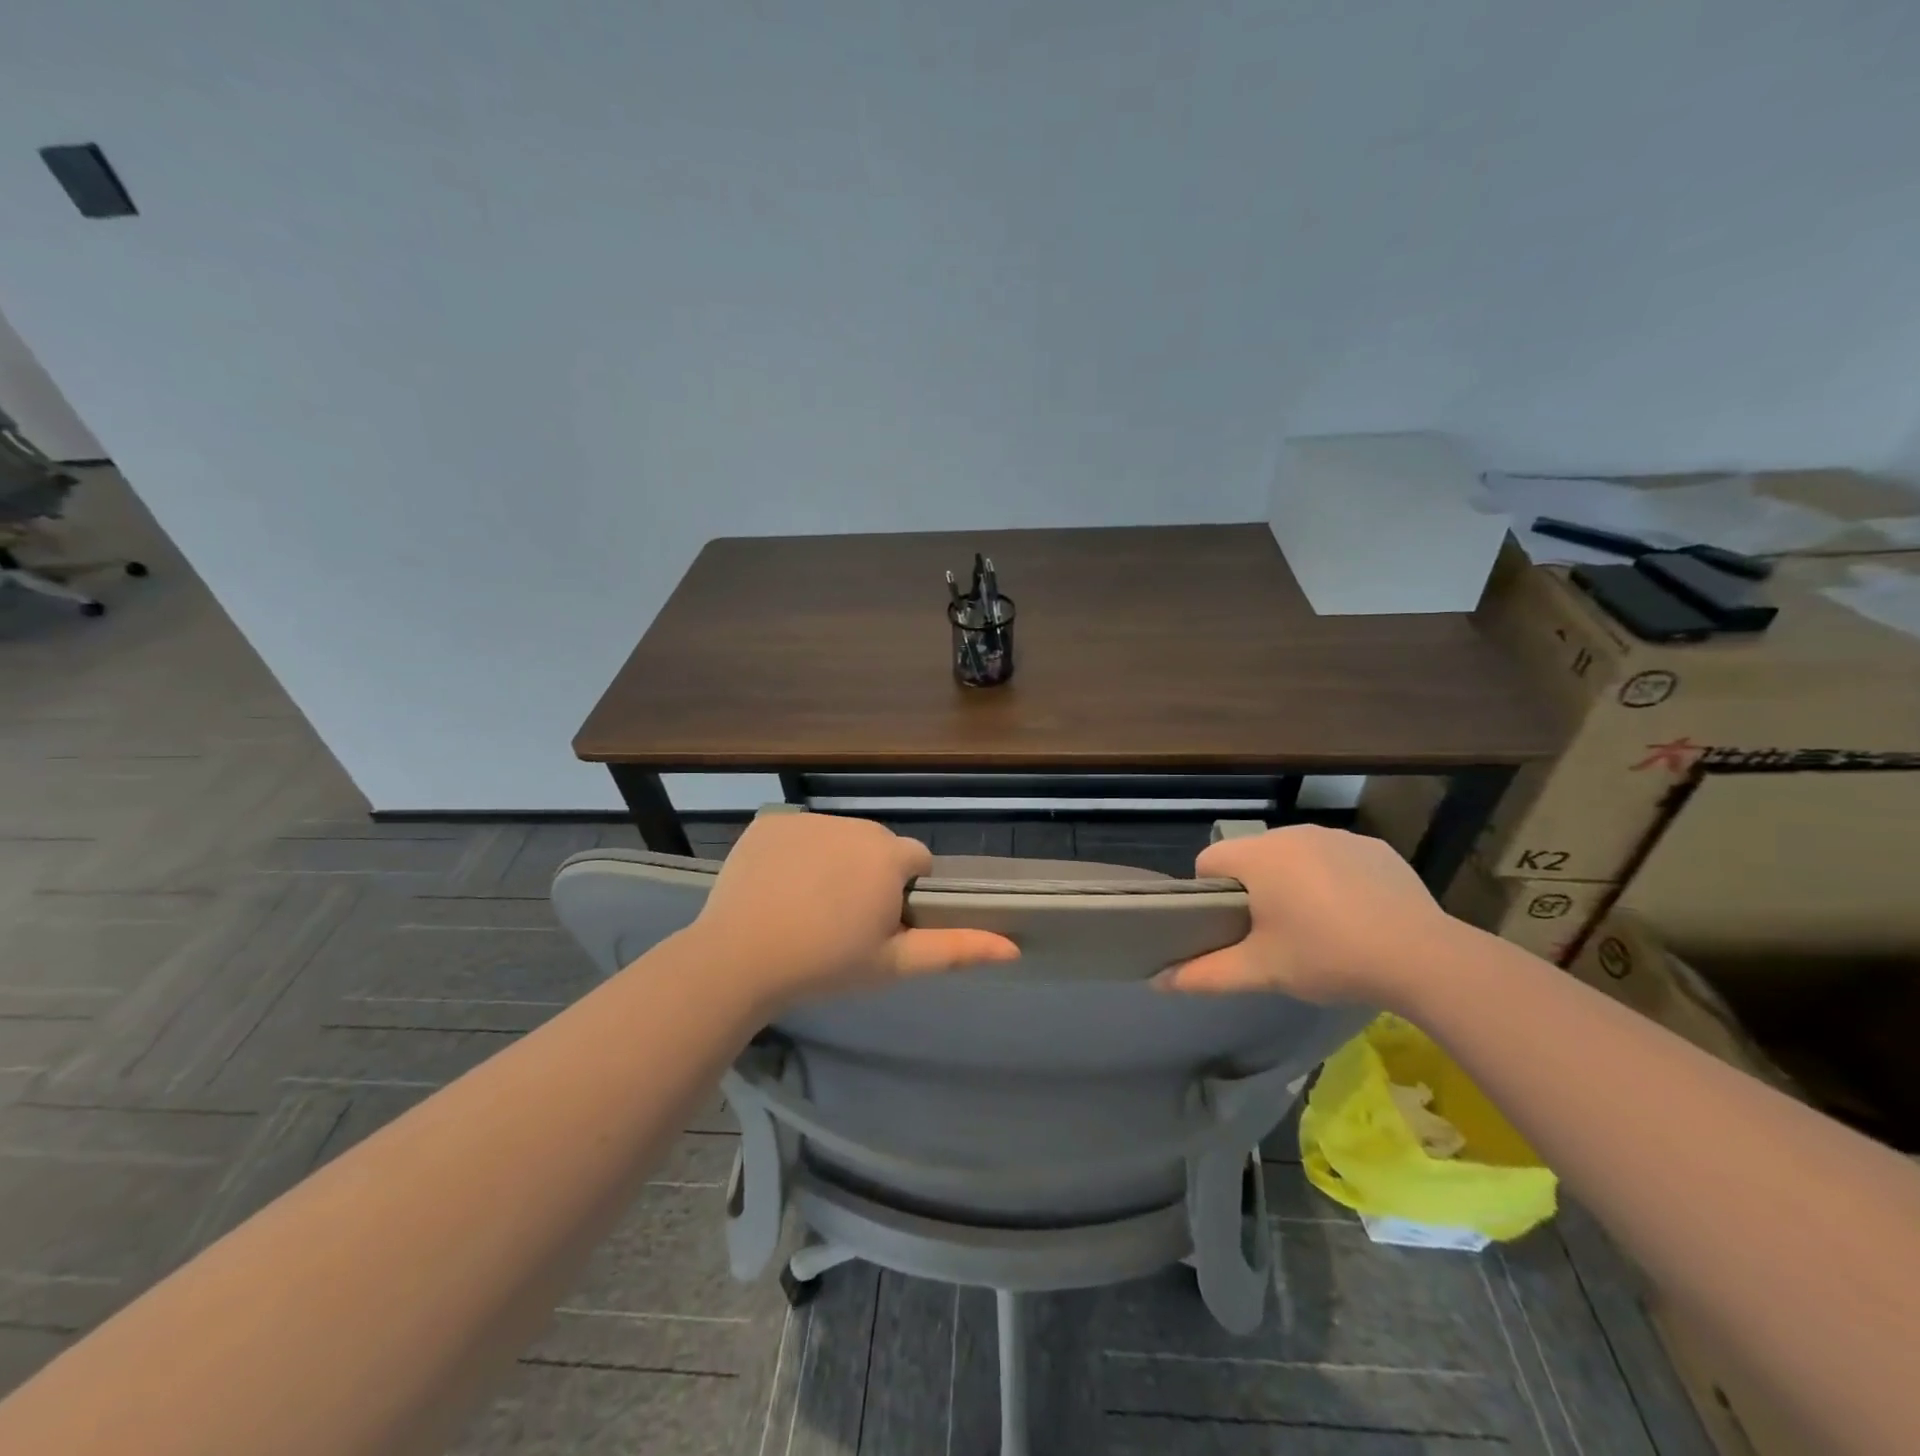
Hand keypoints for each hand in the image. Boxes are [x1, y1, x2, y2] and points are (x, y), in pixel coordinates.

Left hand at [682, 812, 1019, 1011]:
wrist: (739, 959)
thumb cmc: (825, 964)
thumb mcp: (893, 963)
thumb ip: (955, 949)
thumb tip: (1013, 947)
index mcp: (888, 855)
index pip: (917, 861)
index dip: (903, 893)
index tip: (878, 924)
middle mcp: (854, 824)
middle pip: (878, 846)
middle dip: (871, 874)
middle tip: (841, 919)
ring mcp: (808, 819)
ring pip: (839, 838)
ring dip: (835, 861)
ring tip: (806, 904)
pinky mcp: (771, 821)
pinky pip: (799, 832)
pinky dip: (796, 853)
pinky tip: (777, 886)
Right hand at [1161, 825, 1457, 1005]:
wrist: (1423, 957)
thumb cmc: (1329, 957)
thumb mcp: (1263, 971)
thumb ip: (1206, 974)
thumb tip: (1159, 981)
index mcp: (1259, 856)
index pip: (1209, 861)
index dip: (1210, 894)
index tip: (1230, 927)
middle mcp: (1292, 833)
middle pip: (1252, 857)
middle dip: (1254, 889)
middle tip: (1272, 934)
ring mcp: (1337, 836)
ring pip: (1294, 856)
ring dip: (1293, 881)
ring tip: (1316, 926)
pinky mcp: (1374, 847)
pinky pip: (1335, 858)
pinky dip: (1333, 879)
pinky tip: (1354, 915)